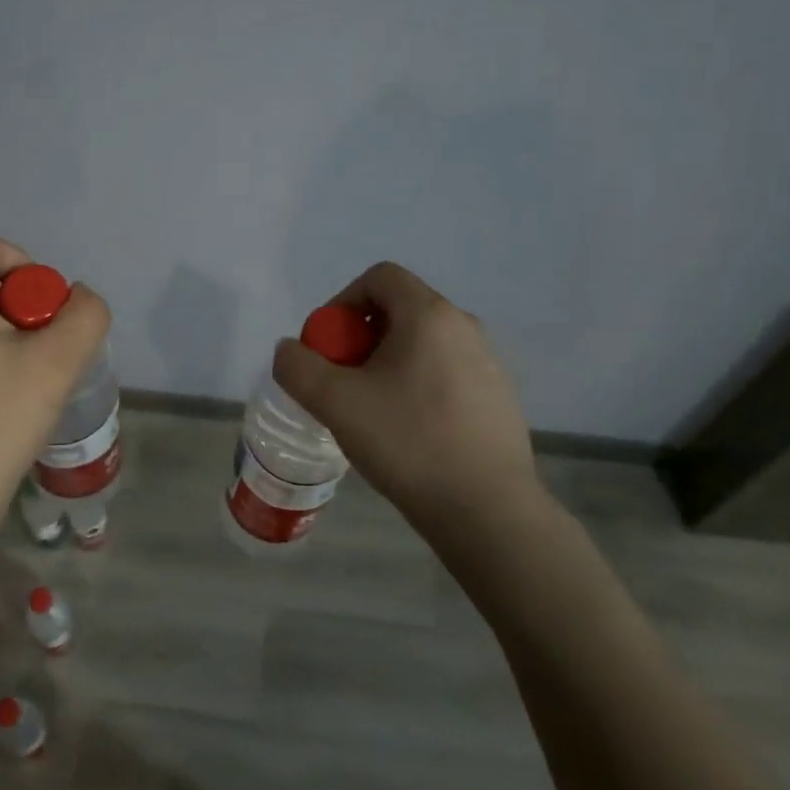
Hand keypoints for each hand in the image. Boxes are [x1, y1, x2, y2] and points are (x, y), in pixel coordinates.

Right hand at [273, 261, 544, 535]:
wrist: (487, 511)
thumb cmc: (408, 442)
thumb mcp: (335, 402)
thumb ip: (298, 367)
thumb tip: (290, 350)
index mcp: (429, 315)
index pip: (379, 277)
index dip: (342, 302)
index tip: (328, 346)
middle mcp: (465, 327)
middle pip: (399, 311)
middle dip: (360, 339)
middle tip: (343, 383)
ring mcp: (488, 364)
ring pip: (422, 345)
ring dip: (387, 365)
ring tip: (372, 412)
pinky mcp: (498, 399)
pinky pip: (445, 374)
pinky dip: (417, 387)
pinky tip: (409, 433)